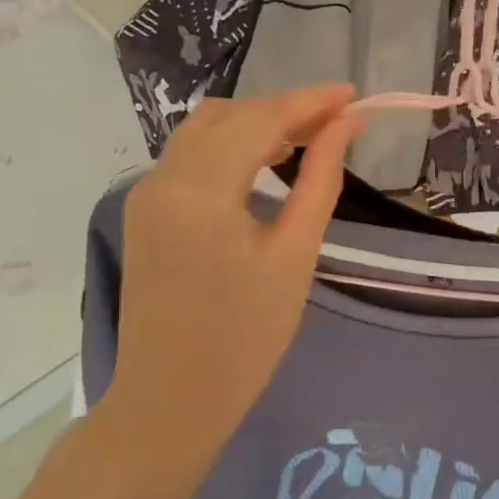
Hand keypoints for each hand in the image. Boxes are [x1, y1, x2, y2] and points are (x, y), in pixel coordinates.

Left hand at [99, 85, 360, 469]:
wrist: (169, 403)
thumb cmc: (245, 338)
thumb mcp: (295, 256)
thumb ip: (320, 179)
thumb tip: (345, 126)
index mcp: (200, 192)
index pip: (260, 120)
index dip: (310, 101)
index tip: (354, 95)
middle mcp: (163, 179)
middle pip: (229, 115)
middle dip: (285, 109)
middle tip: (336, 123)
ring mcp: (146, 194)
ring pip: (205, 129)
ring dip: (256, 123)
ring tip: (307, 140)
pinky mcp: (144, 212)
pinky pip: (190, 156)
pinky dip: (231, 146)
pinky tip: (264, 163)